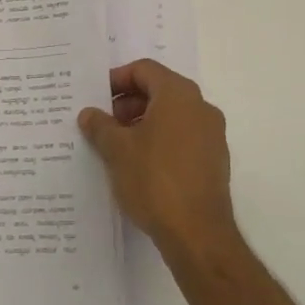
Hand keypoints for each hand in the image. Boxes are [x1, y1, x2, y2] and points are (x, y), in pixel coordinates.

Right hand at [78, 59, 236, 259]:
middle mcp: (201, 107)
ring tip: (118, 146)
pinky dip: (161, 141)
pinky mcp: (215, 161)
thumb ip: (100, 126)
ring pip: (172, 116)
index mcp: (178, 94)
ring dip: (143, 123)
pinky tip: (140, 165)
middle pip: (159, 90)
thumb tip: (89, 114)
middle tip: (104, 124)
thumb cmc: (154, 180)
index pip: (144, 70)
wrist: (198, 234)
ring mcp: (212, 135)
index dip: (117, 79)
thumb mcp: (116, 150)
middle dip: (128, 103)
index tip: (97, 98)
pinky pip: (183, 138)